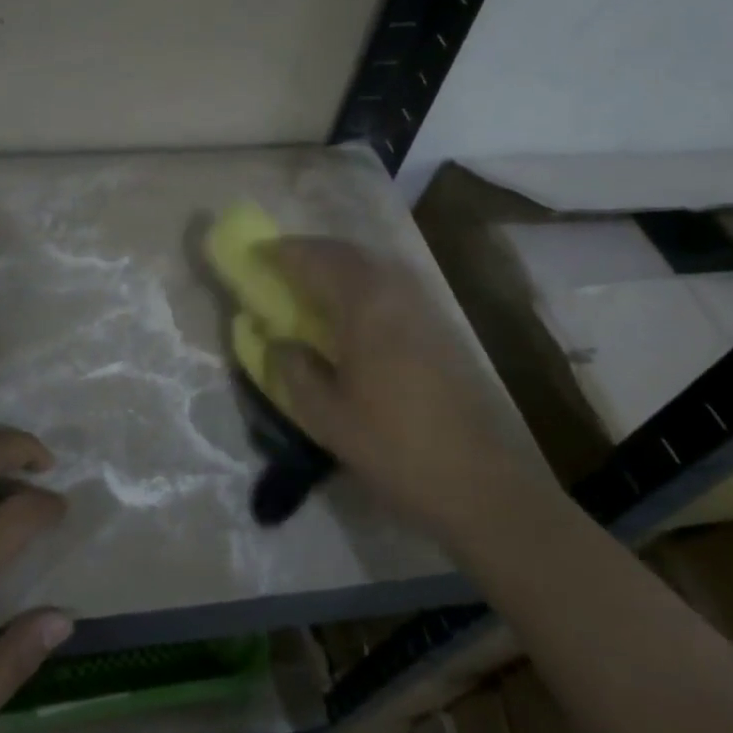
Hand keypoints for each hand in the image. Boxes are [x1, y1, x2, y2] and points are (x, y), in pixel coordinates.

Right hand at [265, 238, 519, 537]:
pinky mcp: (441, 328)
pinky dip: (363, 282)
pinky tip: (351, 308)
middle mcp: (396, 293)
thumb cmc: (392, 446)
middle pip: (348, 253)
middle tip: (281, 261)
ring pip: (375, 265)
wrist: (477, 481)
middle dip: (311, 251)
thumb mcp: (324, 415)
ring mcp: (424, 308)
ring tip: (312, 280)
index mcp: (364, 307)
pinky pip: (392, 285)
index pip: (316, 261)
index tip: (254, 254)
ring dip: (339, 263)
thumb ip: (294, 370)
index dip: (282, 253)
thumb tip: (279, 342)